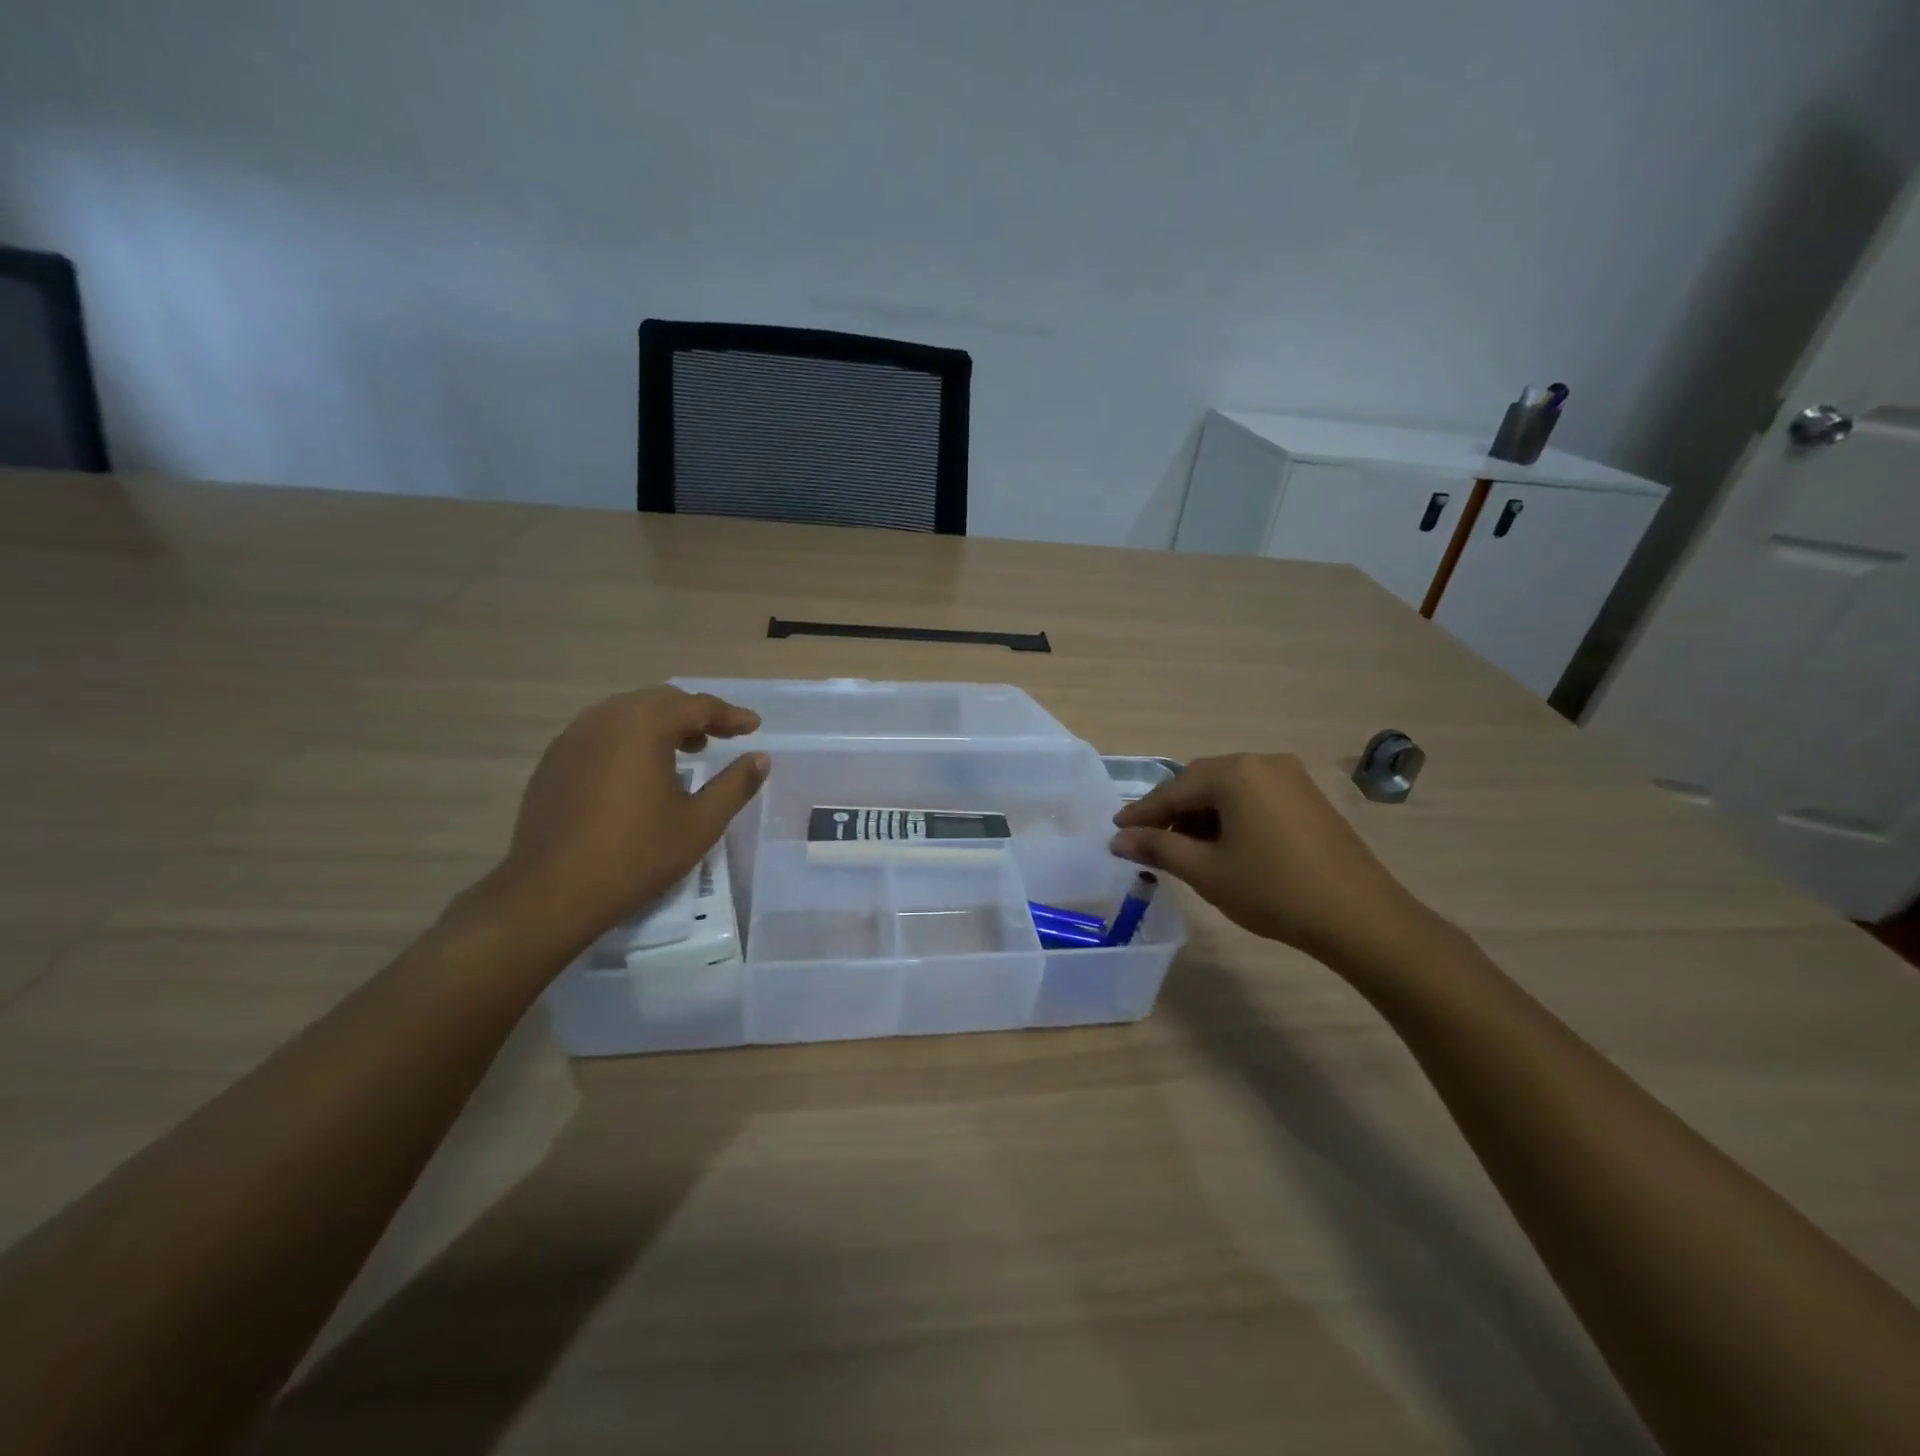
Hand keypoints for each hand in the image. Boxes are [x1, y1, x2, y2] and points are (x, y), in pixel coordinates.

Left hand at [487, 686, 768, 951]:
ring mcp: (573, 737)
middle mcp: (606, 719)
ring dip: (661, 723)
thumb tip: (761, 758)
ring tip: (684, 750)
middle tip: (721, 736)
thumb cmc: (637, 855)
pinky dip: (630, 738)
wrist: (552, 893)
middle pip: (661, 700)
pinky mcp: (554, 760)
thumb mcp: (700, 823)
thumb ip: (736, 784)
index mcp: (644, 726)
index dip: (730, 715)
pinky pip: (601, 732)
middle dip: (695, 713)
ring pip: (627, 713)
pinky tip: (639, 770)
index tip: (754, 727)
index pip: (697, 706)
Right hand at [1110, 753, 1436, 967]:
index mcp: (1235, 773)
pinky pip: (1255, 797)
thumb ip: (1159, 848)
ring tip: (1185, 849)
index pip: (1173, 790)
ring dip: (1201, 815)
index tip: (1116, 832)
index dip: (1142, 814)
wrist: (1361, 918)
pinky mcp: (1308, 797)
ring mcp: (1291, 777)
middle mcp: (1262, 762)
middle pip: (1201, 783)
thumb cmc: (1274, 891)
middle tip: (1148, 842)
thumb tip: (1119, 839)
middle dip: (1172, 812)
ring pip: (1229, 790)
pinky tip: (1224, 845)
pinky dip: (1231, 816)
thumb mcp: (1207, 871)